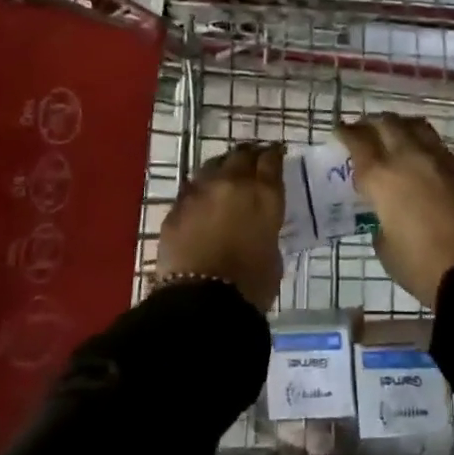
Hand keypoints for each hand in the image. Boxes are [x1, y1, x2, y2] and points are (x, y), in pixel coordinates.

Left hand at [155, 142, 284, 312]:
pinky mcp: (176, 207)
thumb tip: (257, 227)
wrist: (202, 300)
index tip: (276, 154)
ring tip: (226, 176)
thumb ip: (266, 229)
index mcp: (264, 194)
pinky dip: (200, 191)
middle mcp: (232, 183)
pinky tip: (202, 200)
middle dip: (249, 156)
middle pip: (241, 155)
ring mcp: (200, 191)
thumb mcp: (273, 253)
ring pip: (212, 165)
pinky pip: (191, 189)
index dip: (274, 155)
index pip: (271, 160)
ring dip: (222, 168)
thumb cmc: (251, 284)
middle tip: (253, 161)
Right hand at [333, 114, 453, 308]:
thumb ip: (381, 224)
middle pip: (387, 124)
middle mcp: (410, 158)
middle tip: (365, 131)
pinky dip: (426, 147)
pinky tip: (425, 161)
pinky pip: (440, 147)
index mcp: (382, 178)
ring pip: (416, 127)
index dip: (346, 133)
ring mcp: (441, 160)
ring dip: (401, 127)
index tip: (340, 131)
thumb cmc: (424, 267)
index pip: (358, 142)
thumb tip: (387, 216)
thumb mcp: (387, 250)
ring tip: (396, 135)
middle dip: (372, 124)